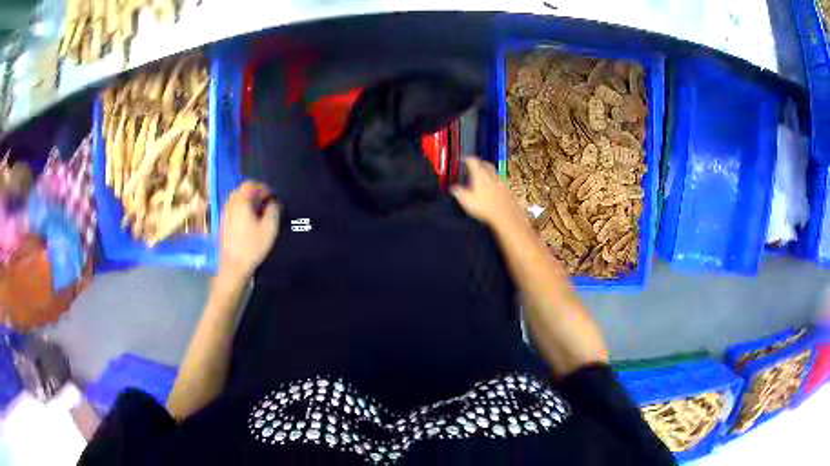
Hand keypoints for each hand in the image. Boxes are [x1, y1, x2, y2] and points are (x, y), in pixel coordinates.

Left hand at [218, 181, 279, 282]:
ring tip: (259, 213)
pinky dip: (242, 210)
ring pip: (236, 200)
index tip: (273, 197)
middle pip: (242, 191)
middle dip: (255, 194)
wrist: (233, 266)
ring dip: (248, 202)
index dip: (263, 188)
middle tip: (266, 203)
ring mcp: (224, 214)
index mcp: (241, 202)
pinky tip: (249, 222)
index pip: (251, 184)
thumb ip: (274, 211)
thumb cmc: (252, 246)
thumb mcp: (270, 228)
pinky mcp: (223, 224)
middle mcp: (230, 204)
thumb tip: (274, 203)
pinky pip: (233, 209)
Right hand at [450, 157, 523, 227]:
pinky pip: (500, 181)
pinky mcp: (507, 190)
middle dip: (480, 164)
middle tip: (475, 166)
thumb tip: (453, 188)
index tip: (465, 160)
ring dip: (488, 173)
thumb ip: (458, 191)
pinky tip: (494, 189)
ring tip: (484, 177)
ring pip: (494, 172)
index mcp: (480, 174)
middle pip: (485, 164)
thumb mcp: (466, 200)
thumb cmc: (486, 208)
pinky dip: (496, 182)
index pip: (472, 161)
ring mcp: (501, 182)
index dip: (467, 159)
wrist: (505, 216)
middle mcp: (491, 175)